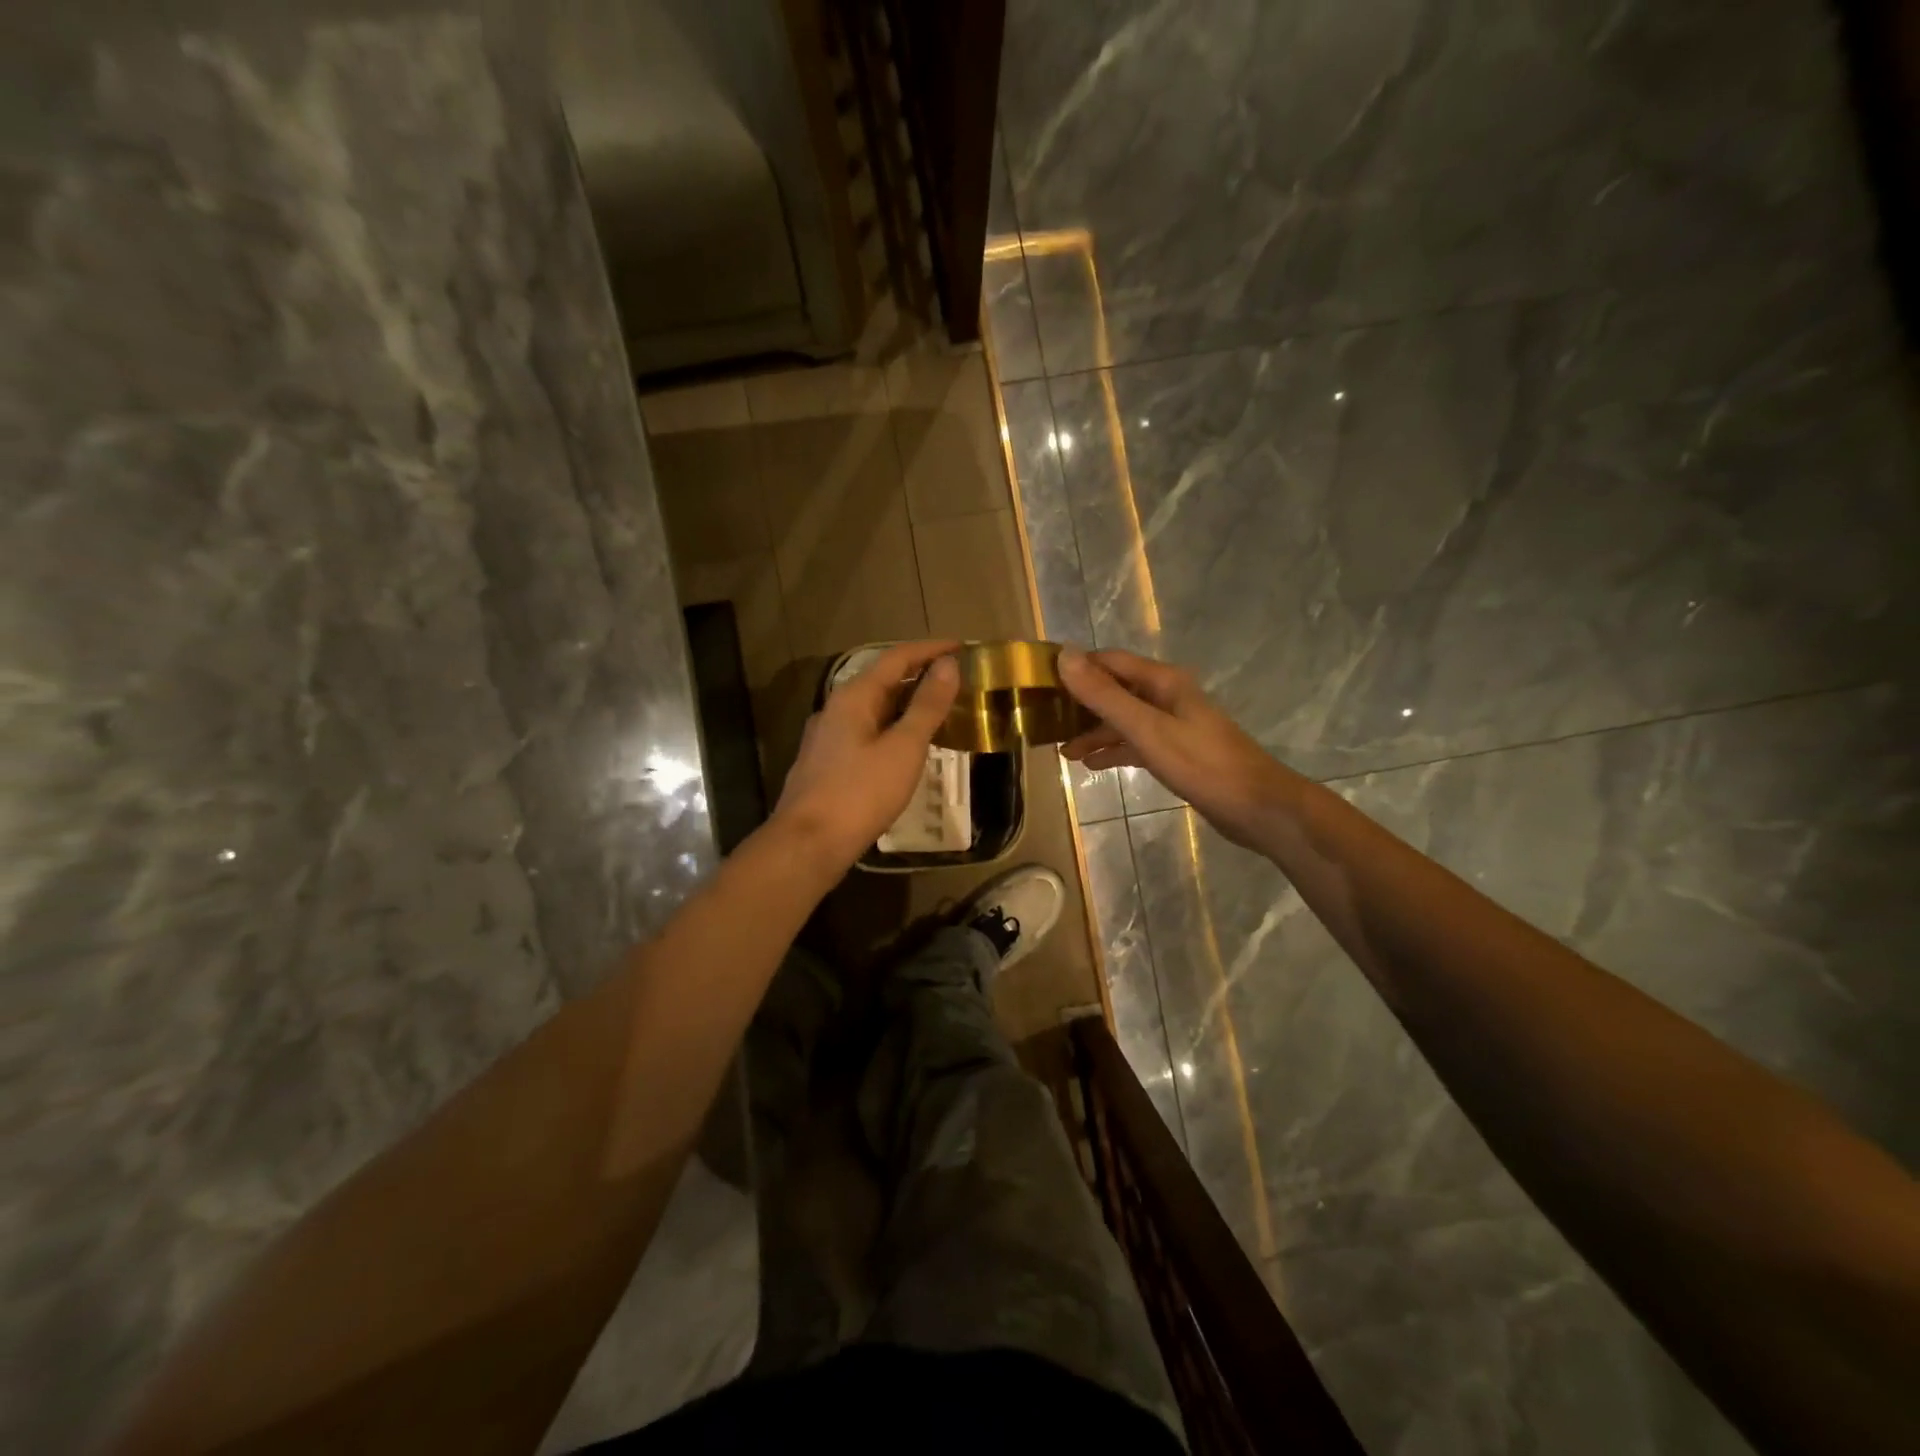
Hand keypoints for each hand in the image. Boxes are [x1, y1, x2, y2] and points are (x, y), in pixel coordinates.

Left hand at [772, 640, 961, 865]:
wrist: (808, 844)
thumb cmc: (860, 793)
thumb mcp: (903, 748)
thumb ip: (927, 706)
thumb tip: (948, 665)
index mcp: (854, 696)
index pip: (896, 658)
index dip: (930, 650)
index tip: (961, 647)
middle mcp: (837, 708)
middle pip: (883, 681)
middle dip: (920, 677)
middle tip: (957, 681)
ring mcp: (828, 737)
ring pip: (874, 709)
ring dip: (907, 705)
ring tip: (941, 712)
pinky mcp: (828, 763)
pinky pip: (867, 732)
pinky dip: (893, 729)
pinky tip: (908, 748)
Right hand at [1057, 648, 1299, 849]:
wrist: (1258, 808)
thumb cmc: (1202, 764)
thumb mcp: (1146, 729)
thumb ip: (1105, 695)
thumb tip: (1064, 656)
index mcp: (1162, 682)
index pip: (1110, 661)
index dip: (1077, 668)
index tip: (1041, 683)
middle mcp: (1167, 697)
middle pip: (1115, 690)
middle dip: (1081, 704)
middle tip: (1045, 722)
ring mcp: (1173, 725)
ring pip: (1124, 720)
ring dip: (1095, 731)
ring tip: (1063, 750)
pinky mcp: (1177, 753)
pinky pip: (1136, 743)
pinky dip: (1114, 750)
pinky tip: (1093, 765)